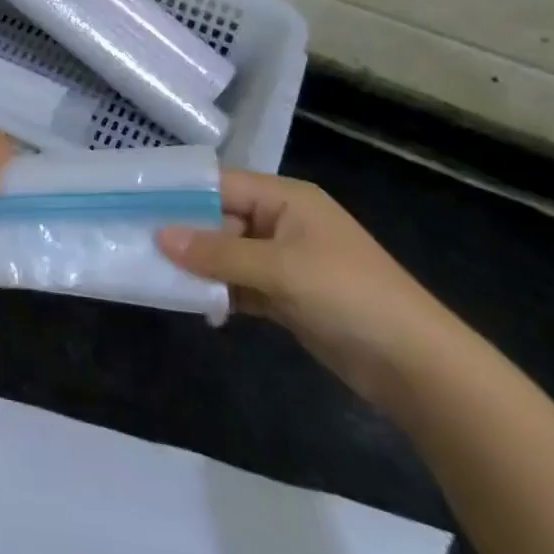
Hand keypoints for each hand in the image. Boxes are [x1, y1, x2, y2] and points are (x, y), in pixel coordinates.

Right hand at [157, 171, 459, 407]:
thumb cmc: (350, 296)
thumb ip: (218, 253)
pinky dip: (219, 293)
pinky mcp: (286, 296)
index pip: (221, 184)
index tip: (136, 201)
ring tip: (154, 274)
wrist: (418, 369)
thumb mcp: (280, 269)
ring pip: (227, 254)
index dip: (181, 193)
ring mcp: (285, 260)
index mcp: (286, 198)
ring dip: (199, 266)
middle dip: (184, 233)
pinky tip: (193, 304)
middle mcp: (282, 222)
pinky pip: (240, 284)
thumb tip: (160, 236)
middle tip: (136, 242)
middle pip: (220, 218)